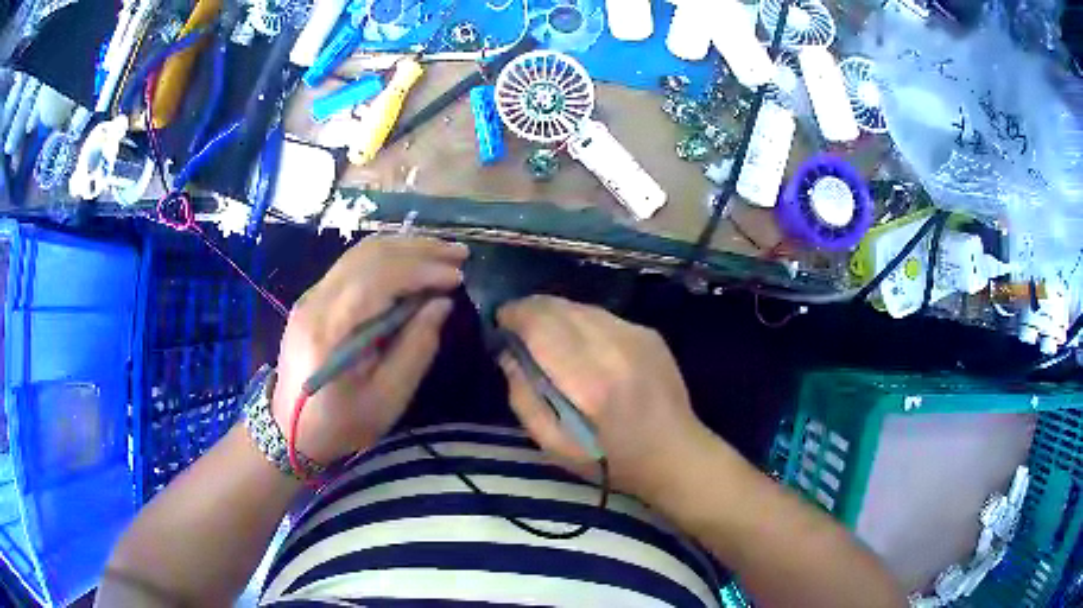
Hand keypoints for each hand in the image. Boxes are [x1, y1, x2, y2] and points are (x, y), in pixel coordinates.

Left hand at [271, 236, 467, 463]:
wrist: (291, 430)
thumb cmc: (342, 423)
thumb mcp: (388, 398)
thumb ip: (417, 347)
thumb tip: (441, 303)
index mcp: (331, 330)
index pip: (378, 278)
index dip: (422, 270)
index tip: (459, 277)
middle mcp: (316, 301)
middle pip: (369, 254)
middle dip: (419, 249)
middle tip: (459, 255)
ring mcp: (311, 295)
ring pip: (360, 252)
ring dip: (405, 247)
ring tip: (442, 253)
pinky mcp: (314, 297)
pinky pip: (353, 263)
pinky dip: (387, 257)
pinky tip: (411, 262)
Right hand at [497, 296, 707, 498]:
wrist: (675, 453)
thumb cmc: (609, 459)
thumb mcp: (554, 446)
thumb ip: (524, 398)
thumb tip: (508, 355)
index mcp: (588, 381)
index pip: (541, 325)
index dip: (514, 315)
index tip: (500, 322)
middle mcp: (614, 347)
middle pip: (559, 307)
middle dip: (530, 309)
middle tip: (517, 326)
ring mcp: (636, 335)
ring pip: (581, 306)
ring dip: (556, 314)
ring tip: (546, 335)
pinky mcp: (648, 333)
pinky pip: (602, 315)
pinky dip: (582, 322)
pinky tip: (582, 344)